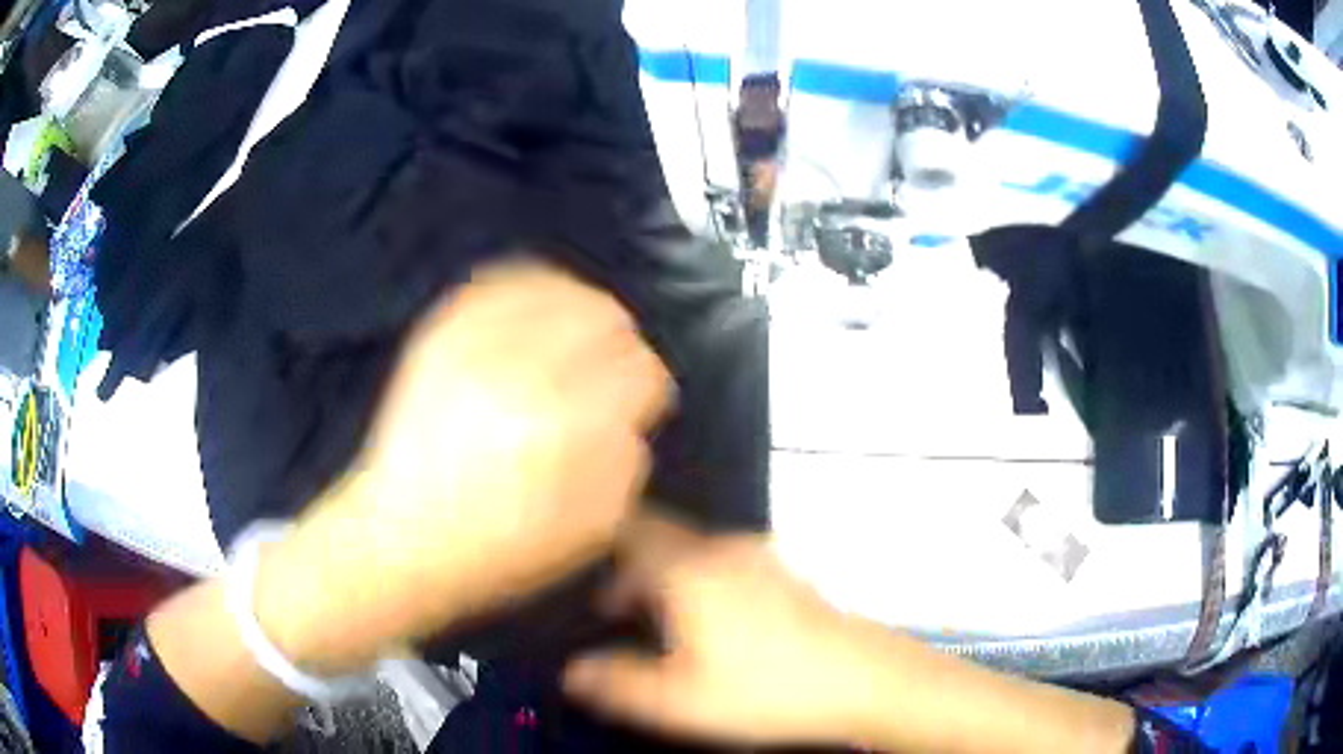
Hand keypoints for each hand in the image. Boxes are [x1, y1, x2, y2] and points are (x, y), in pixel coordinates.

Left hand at [254, 261, 671, 672]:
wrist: (402, 536)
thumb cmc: (500, 549)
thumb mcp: (590, 530)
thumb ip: (628, 463)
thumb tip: (633, 416)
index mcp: (570, 427)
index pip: (640, 371)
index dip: (648, 384)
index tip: (642, 399)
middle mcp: (526, 373)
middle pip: (606, 321)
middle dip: (622, 343)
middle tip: (614, 366)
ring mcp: (477, 346)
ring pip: (558, 291)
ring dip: (584, 308)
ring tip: (583, 329)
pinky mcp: (442, 335)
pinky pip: (500, 283)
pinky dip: (532, 285)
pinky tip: (542, 301)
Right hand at [563, 516, 875, 746]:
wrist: (861, 677)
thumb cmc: (764, 689)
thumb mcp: (679, 702)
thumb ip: (618, 684)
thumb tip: (572, 672)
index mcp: (688, 571)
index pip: (632, 533)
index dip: (602, 546)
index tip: (586, 573)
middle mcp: (722, 550)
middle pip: (663, 539)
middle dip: (633, 568)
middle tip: (616, 609)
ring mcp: (762, 557)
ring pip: (697, 551)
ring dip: (669, 577)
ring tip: (661, 620)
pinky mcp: (789, 573)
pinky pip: (727, 562)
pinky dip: (704, 581)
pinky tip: (716, 622)